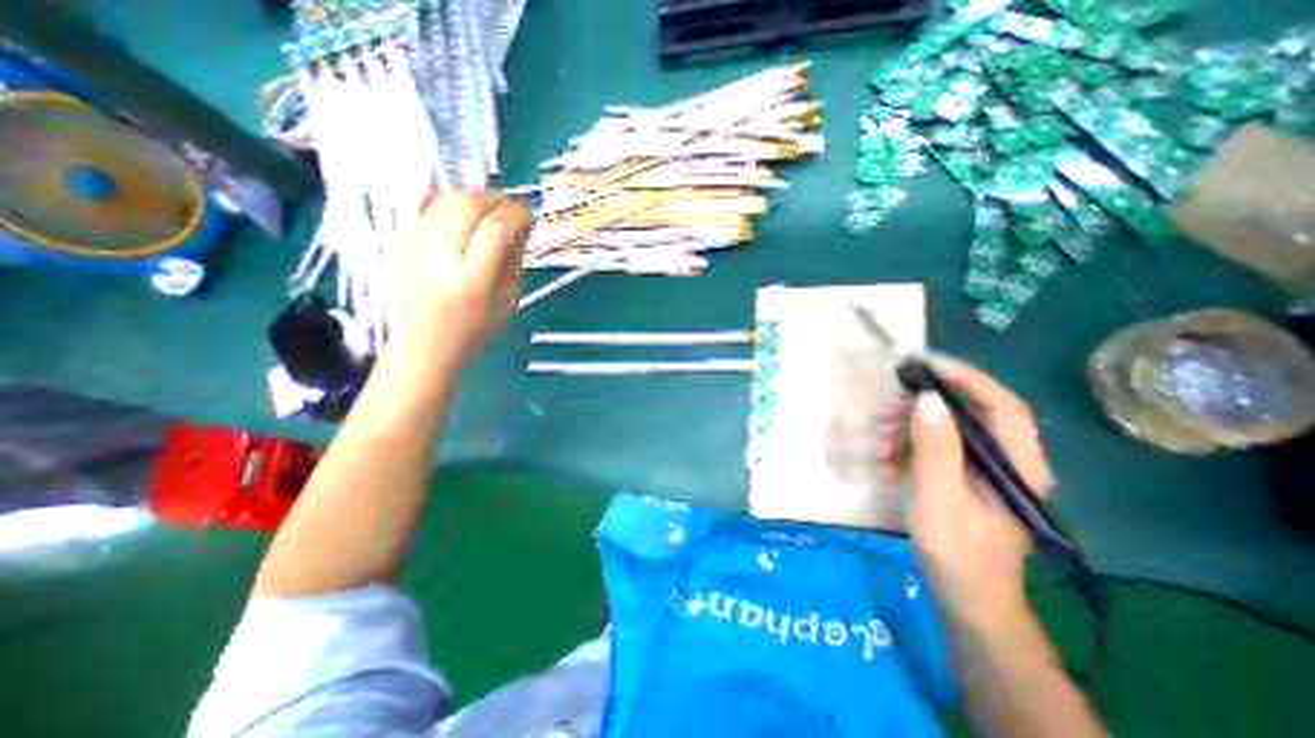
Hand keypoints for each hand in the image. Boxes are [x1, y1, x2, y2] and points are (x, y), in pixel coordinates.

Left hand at [389, 188, 531, 363]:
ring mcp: (415, 243)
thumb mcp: (507, 300)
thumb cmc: (474, 327)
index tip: (530, 217)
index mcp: (473, 279)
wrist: (424, 343)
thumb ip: (514, 260)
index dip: (517, 216)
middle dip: (497, 201)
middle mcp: (440, 255)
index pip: (497, 228)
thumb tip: (521, 225)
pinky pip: (421, 199)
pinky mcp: (400, 238)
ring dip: (475, 196)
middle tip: (514, 210)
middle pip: (470, 205)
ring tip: (491, 208)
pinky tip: (459, 206)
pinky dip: (444, 195)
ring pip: (447, 197)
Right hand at [878, 358, 1055, 627]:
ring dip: (907, 431)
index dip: (964, 377)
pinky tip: (885, 464)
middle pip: (966, 413)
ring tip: (877, 444)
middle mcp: (1006, 460)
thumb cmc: (957, 551)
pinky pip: (934, 450)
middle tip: (884, 412)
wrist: (965, 597)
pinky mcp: (962, 478)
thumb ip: (935, 447)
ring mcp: (983, 469)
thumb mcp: (939, 497)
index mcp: (1017, 463)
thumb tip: (927, 399)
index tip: (923, 363)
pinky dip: (906, 450)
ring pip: (945, 431)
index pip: (1000, 403)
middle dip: (920, 409)